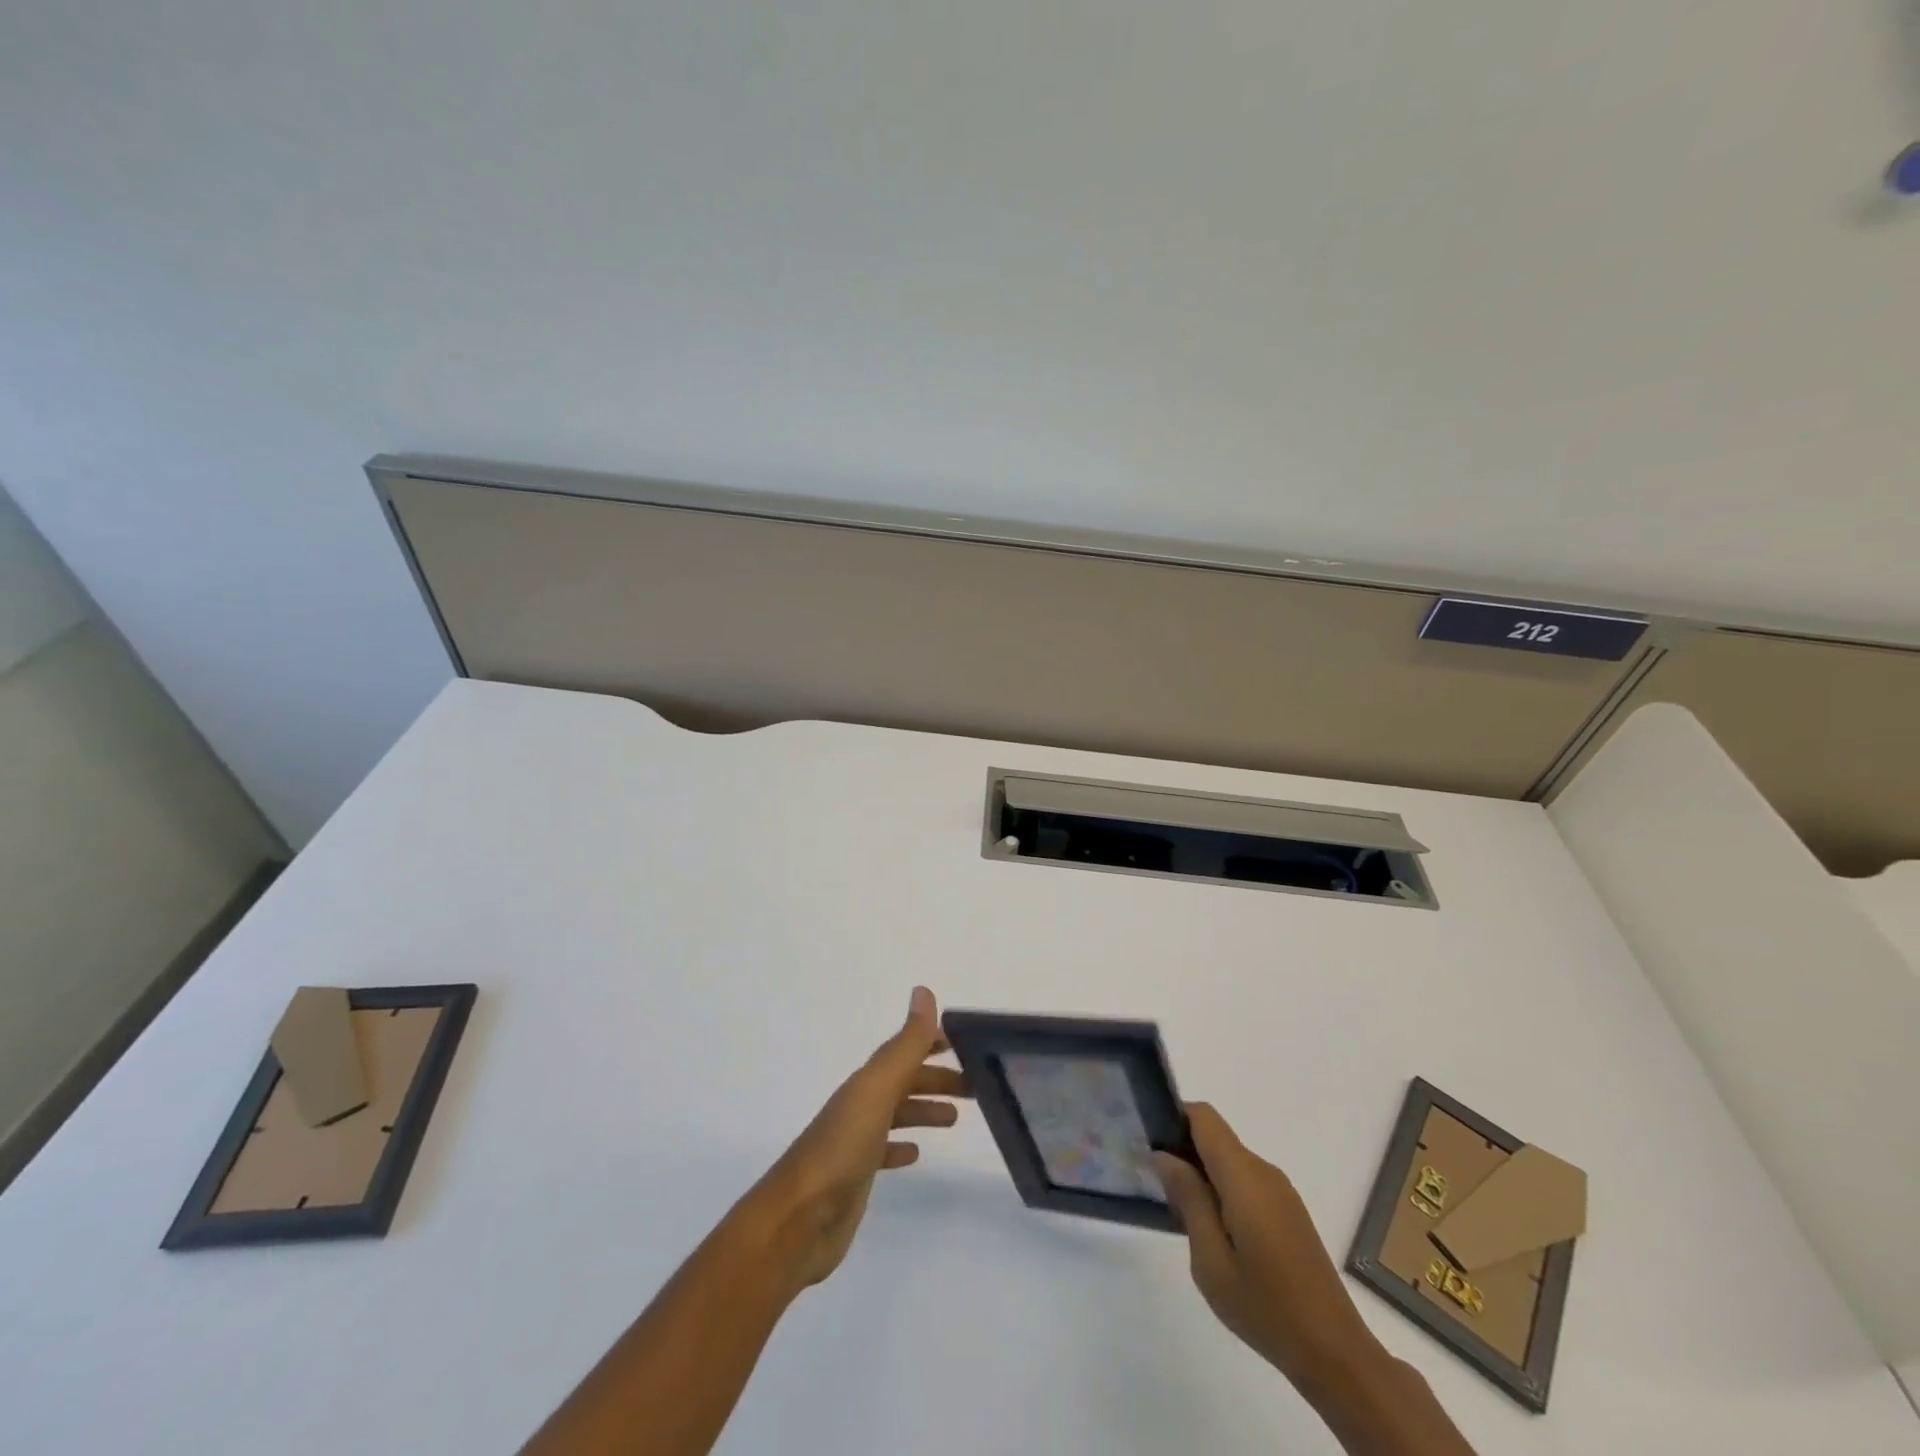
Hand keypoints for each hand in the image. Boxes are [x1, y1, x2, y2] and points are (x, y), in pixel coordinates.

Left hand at [747, 987, 967, 1288]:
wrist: (797, 1220)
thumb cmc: (842, 1148)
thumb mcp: (878, 1090)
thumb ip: (905, 1045)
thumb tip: (923, 991)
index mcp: (866, 1082)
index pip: (904, 1050)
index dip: (931, 1042)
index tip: (965, 1043)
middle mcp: (860, 1104)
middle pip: (904, 1081)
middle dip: (936, 1078)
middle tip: (976, 1086)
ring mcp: (856, 1141)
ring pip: (897, 1114)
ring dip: (924, 1108)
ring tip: (955, 1118)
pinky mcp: (856, 1176)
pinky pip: (884, 1151)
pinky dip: (902, 1146)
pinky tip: (916, 1155)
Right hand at [1153, 1104, 1379, 1389]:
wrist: (1335, 1353)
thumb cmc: (1266, 1307)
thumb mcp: (1211, 1260)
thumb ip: (1188, 1199)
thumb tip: (1165, 1156)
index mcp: (1244, 1176)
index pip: (1203, 1117)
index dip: (1174, 1119)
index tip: (1151, 1146)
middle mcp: (1264, 1171)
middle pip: (1215, 1137)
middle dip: (1184, 1153)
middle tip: (1160, 1191)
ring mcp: (1281, 1191)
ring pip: (1230, 1161)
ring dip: (1203, 1176)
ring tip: (1185, 1219)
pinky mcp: (1289, 1211)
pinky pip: (1246, 1182)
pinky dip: (1223, 1192)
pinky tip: (1216, 1235)